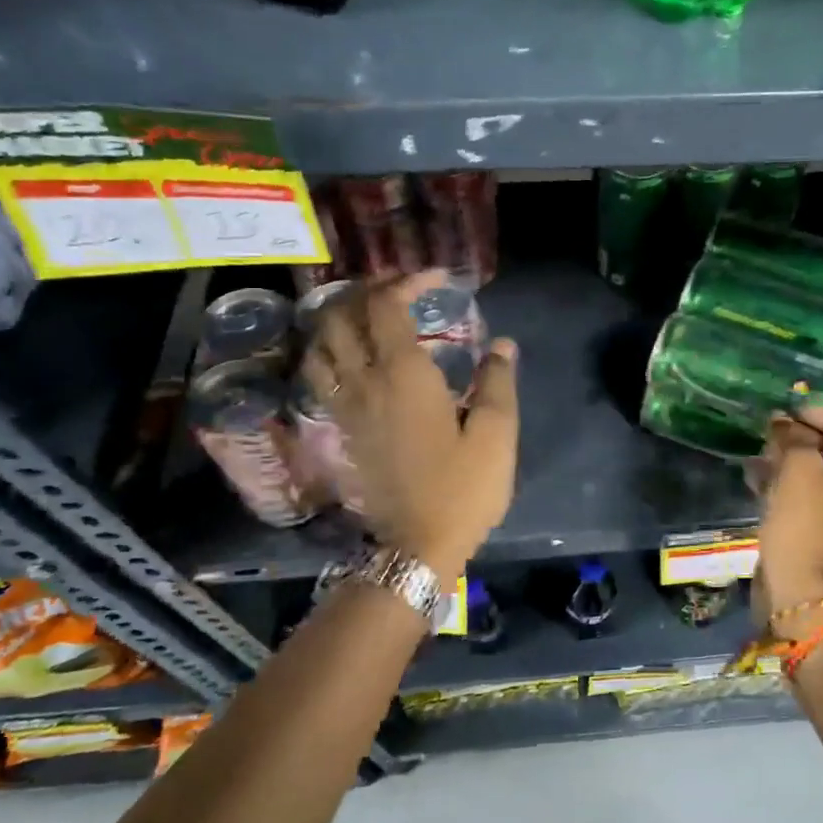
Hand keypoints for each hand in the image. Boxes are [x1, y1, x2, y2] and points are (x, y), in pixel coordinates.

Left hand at [302, 272, 519, 580]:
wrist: (417, 545)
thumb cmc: (463, 488)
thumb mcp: (496, 434)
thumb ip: (497, 382)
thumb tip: (501, 344)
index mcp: (403, 376)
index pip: (387, 307)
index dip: (406, 282)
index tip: (435, 278)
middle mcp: (364, 382)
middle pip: (343, 317)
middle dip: (367, 290)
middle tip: (398, 286)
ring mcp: (346, 406)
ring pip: (321, 344)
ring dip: (339, 316)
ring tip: (368, 311)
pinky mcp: (341, 428)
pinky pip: (321, 373)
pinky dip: (330, 349)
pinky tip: (352, 353)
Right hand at [754, 406, 822, 621]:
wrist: (800, 592)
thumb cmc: (807, 526)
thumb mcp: (801, 471)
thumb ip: (795, 439)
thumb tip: (784, 422)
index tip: (793, 414)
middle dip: (803, 435)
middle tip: (772, 429)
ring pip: (814, 470)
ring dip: (787, 456)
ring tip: (759, 449)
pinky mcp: (814, 527)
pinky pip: (800, 492)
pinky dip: (780, 480)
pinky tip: (753, 474)